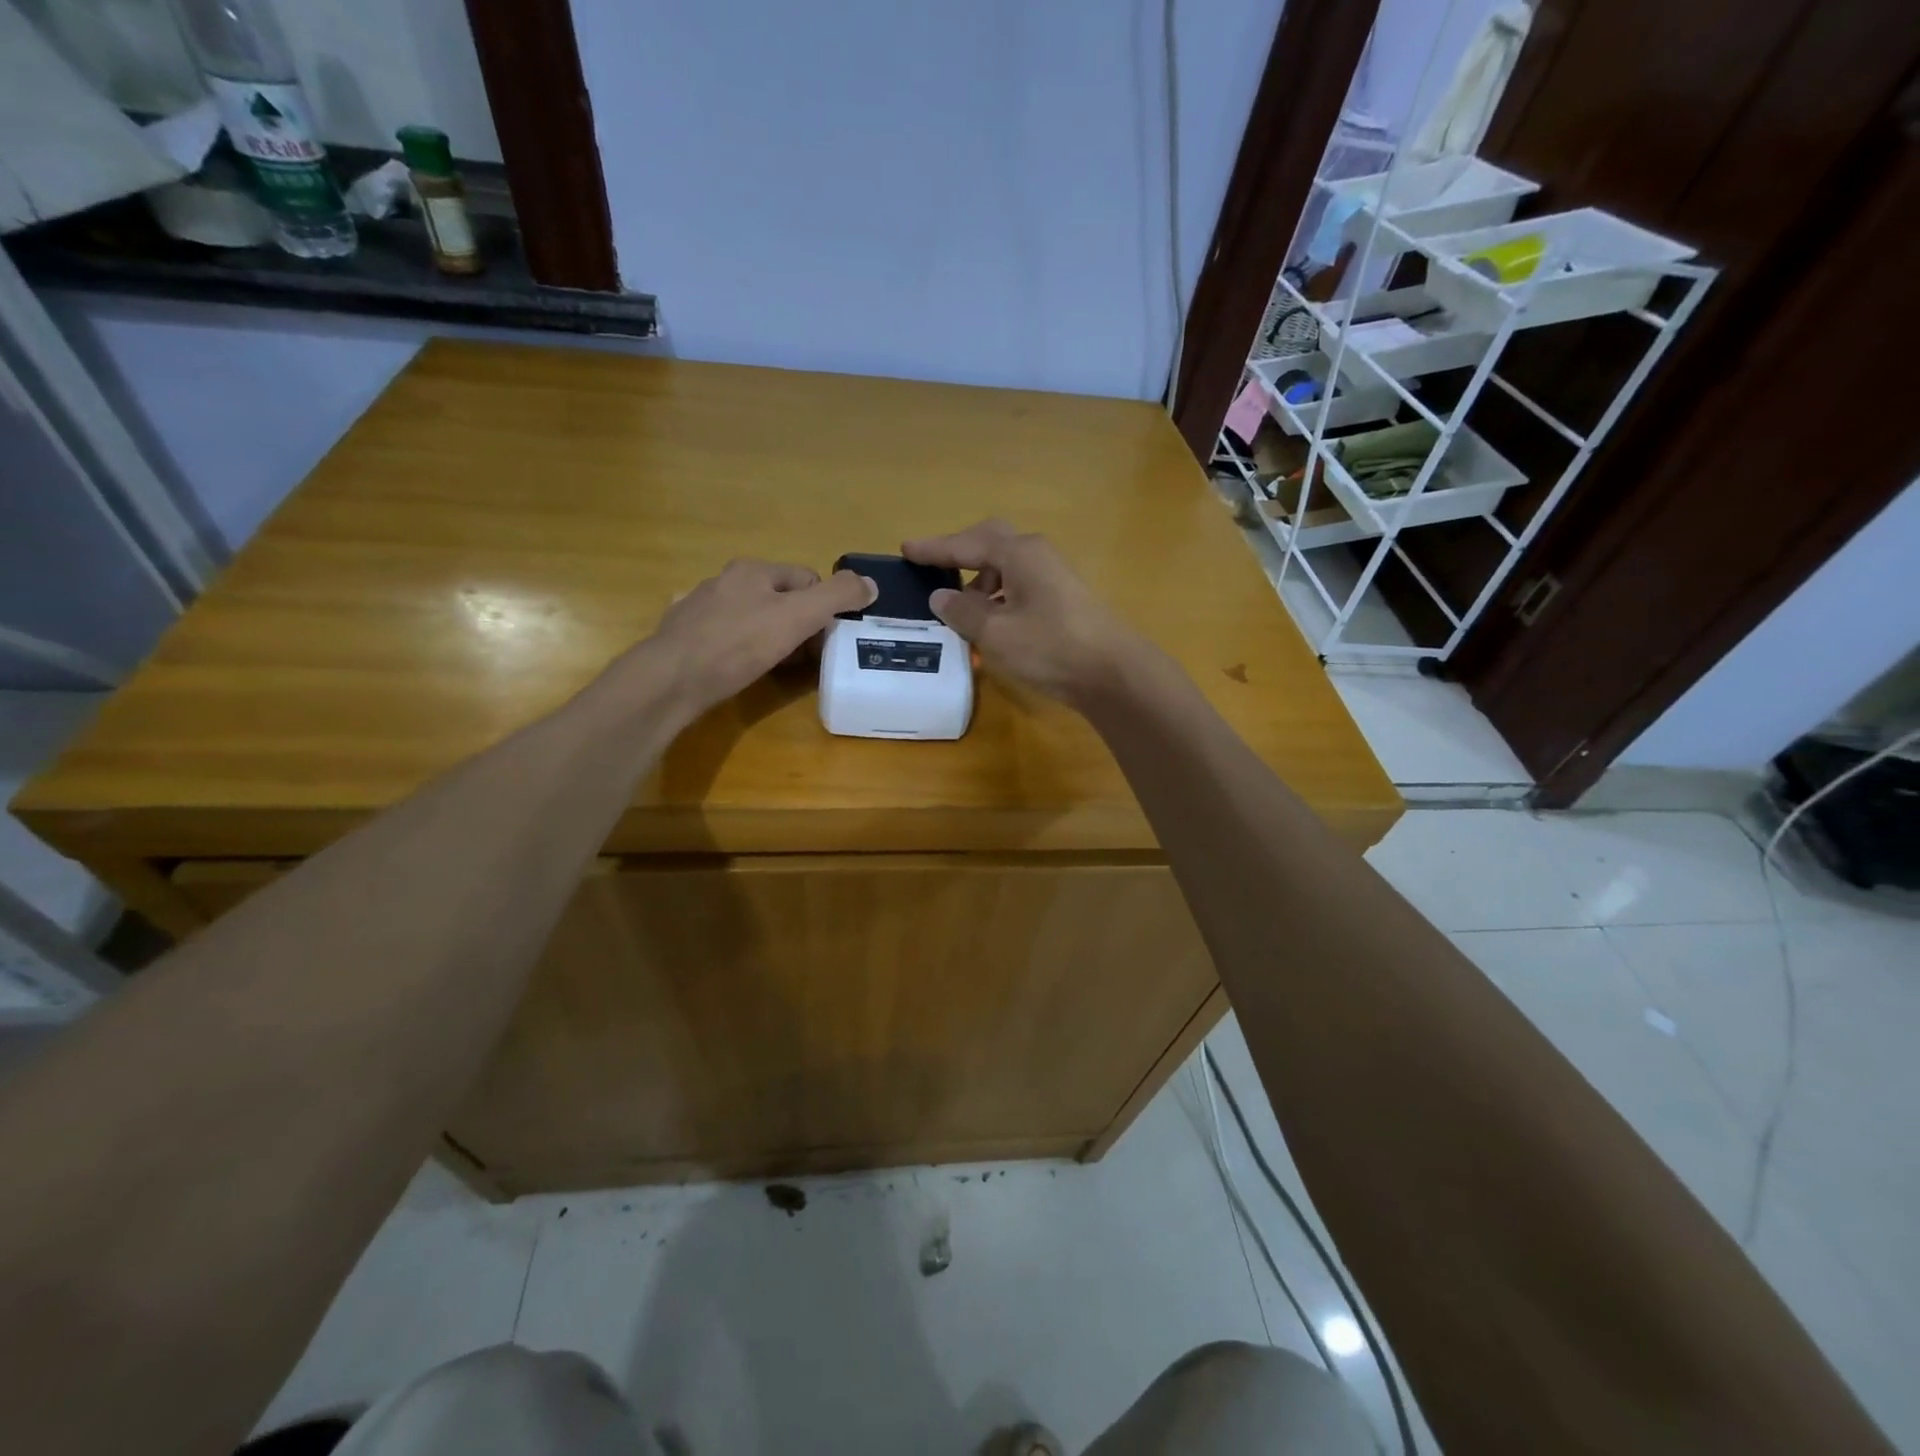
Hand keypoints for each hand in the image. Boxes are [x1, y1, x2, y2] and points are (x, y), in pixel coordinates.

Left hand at [641, 559, 874, 721]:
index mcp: (753, 570)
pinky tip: (740, 668)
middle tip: (804, 657)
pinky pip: (726, 637)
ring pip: (753, 618)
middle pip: (780, 599)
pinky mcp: (686, 636)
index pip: (807, 579)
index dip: (824, 608)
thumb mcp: (798, 617)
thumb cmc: (739, 644)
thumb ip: (838, 596)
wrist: (672, 679)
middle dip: (798, 625)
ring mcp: (701, 607)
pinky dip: (740, 650)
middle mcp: (725, 580)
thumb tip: (871, 584)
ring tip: (774, 666)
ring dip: (770, 638)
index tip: (825, 639)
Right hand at [902, 520, 1142, 705]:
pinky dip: (997, 601)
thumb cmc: (1050, 647)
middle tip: (933, 571)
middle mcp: (1037, 557)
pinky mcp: (1062, 601)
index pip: (966, 544)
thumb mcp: (996, 633)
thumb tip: (940, 596)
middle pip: (990, 545)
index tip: (906, 550)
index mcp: (1019, 554)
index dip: (935, 549)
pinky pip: (1019, 589)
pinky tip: (990, 626)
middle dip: (960, 556)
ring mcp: (1053, 578)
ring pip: (1006, 569)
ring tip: (959, 611)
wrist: (1113, 674)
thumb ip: (963, 612)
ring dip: (979, 584)